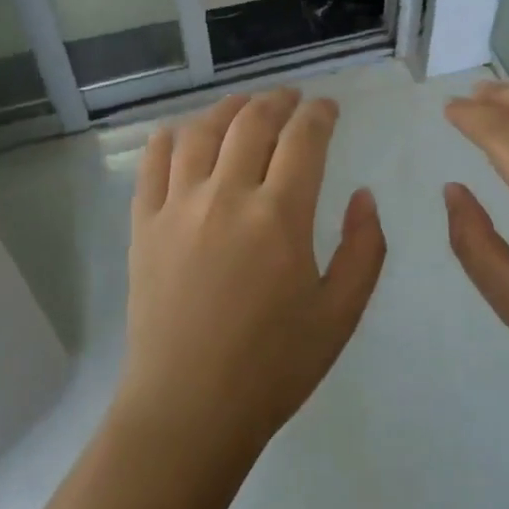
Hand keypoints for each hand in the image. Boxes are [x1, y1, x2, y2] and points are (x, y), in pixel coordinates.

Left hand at [115, 89, 386, 464]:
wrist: (189, 409)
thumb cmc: (273, 366)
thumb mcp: (340, 315)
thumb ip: (364, 249)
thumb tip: (364, 195)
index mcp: (279, 216)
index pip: (303, 139)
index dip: (318, 114)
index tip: (327, 108)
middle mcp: (226, 196)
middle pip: (251, 122)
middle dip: (277, 101)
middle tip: (291, 99)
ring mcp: (178, 206)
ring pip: (200, 132)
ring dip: (227, 109)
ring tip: (243, 106)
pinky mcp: (144, 224)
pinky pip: (153, 163)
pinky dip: (170, 137)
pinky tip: (181, 133)